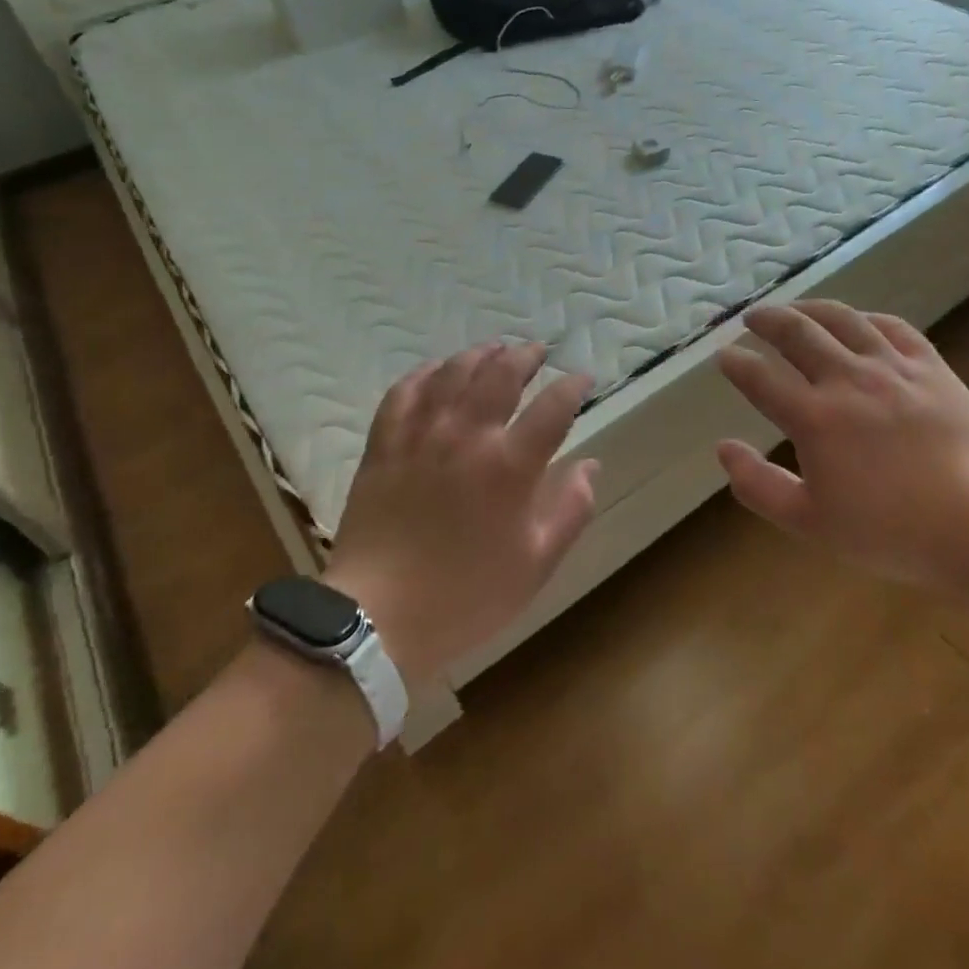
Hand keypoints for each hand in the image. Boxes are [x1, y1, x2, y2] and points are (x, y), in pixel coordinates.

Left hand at [322, 342, 598, 686]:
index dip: (573, 386)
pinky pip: (404, 392)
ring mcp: (421, 436)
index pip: (553, 408)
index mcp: (509, 467)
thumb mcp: (536, 564)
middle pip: (501, 375)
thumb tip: (590, 466)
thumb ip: (570, 510)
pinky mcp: (384, 444)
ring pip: (453, 373)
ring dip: (479, 355)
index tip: (583, 379)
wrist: (378, 618)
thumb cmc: (466, 596)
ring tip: (494, 349)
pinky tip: (436, 370)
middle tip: (538, 352)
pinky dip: (425, 373)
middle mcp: (466, 437)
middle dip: (525, 356)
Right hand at [715, 301, 968, 587]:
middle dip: (766, 321)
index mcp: (814, 418)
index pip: (760, 378)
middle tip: (752, 318)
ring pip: (842, 319)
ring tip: (795, 307)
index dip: (736, 363)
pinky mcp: (930, 367)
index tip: (723, 356)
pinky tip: (858, 321)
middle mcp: (848, 380)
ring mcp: (892, 368)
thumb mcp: (811, 522)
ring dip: (810, 308)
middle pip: (797, 333)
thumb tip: (724, 448)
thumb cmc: (890, 532)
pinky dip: (865, 318)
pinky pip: (892, 326)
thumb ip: (759, 485)